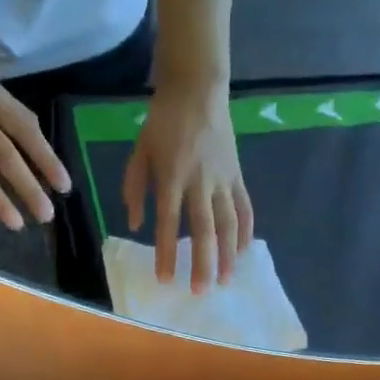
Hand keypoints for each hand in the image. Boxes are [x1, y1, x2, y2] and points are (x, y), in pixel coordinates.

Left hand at [123, 76, 252, 292]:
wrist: (197, 88)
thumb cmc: (162, 122)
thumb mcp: (139, 151)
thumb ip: (134, 188)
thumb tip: (133, 225)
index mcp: (172, 176)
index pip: (168, 221)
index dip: (166, 252)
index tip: (164, 278)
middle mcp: (200, 182)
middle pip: (203, 229)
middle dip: (202, 262)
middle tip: (199, 291)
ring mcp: (223, 179)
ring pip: (229, 223)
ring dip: (228, 255)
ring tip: (226, 280)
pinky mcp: (237, 175)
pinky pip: (245, 208)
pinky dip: (245, 231)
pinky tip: (243, 252)